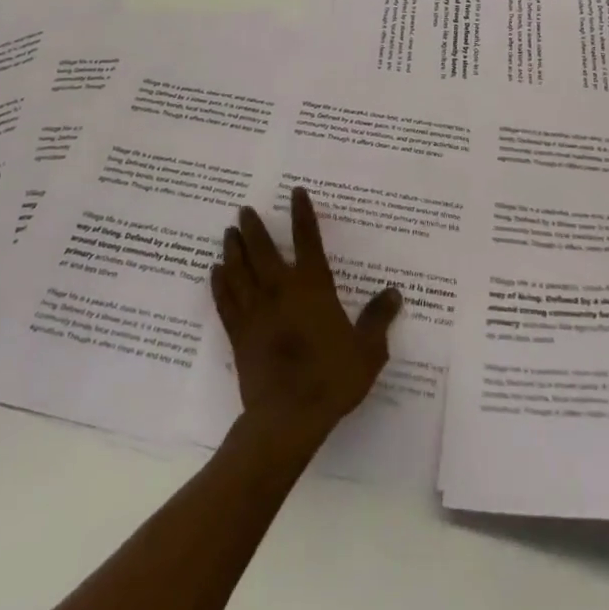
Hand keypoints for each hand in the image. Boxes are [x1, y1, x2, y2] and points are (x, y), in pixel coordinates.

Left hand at [210, 188, 402, 453]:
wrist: (288, 417)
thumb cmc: (332, 378)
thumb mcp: (367, 350)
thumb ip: (378, 318)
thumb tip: (394, 293)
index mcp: (313, 287)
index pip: (308, 240)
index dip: (302, 214)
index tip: (296, 192)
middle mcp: (281, 290)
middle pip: (263, 250)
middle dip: (254, 227)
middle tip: (245, 209)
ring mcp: (256, 311)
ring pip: (239, 271)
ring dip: (233, 249)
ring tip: (228, 232)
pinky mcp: (239, 334)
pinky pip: (225, 301)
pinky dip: (219, 284)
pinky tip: (214, 272)